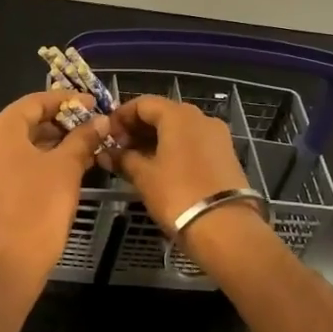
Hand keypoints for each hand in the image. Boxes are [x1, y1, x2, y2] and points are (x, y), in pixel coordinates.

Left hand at [0, 90, 106, 274]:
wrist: (13, 259)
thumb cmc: (40, 205)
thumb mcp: (67, 166)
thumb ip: (83, 138)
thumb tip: (101, 121)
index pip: (35, 102)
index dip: (67, 100)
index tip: (94, 104)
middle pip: (26, 121)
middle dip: (61, 122)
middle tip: (93, 125)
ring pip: (22, 144)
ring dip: (53, 142)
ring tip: (86, 144)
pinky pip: (17, 163)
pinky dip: (41, 159)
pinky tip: (68, 165)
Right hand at [104, 96, 251, 231]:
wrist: (225, 228)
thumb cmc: (178, 194)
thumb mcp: (144, 176)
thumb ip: (123, 159)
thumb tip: (106, 153)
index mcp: (179, 115)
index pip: (143, 103)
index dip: (121, 116)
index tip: (106, 135)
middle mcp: (201, 118)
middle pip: (163, 114)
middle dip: (138, 129)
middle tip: (118, 149)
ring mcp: (217, 137)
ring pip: (179, 130)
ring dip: (155, 140)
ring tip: (135, 161)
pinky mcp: (226, 156)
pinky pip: (193, 144)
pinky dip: (174, 150)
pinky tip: (159, 169)